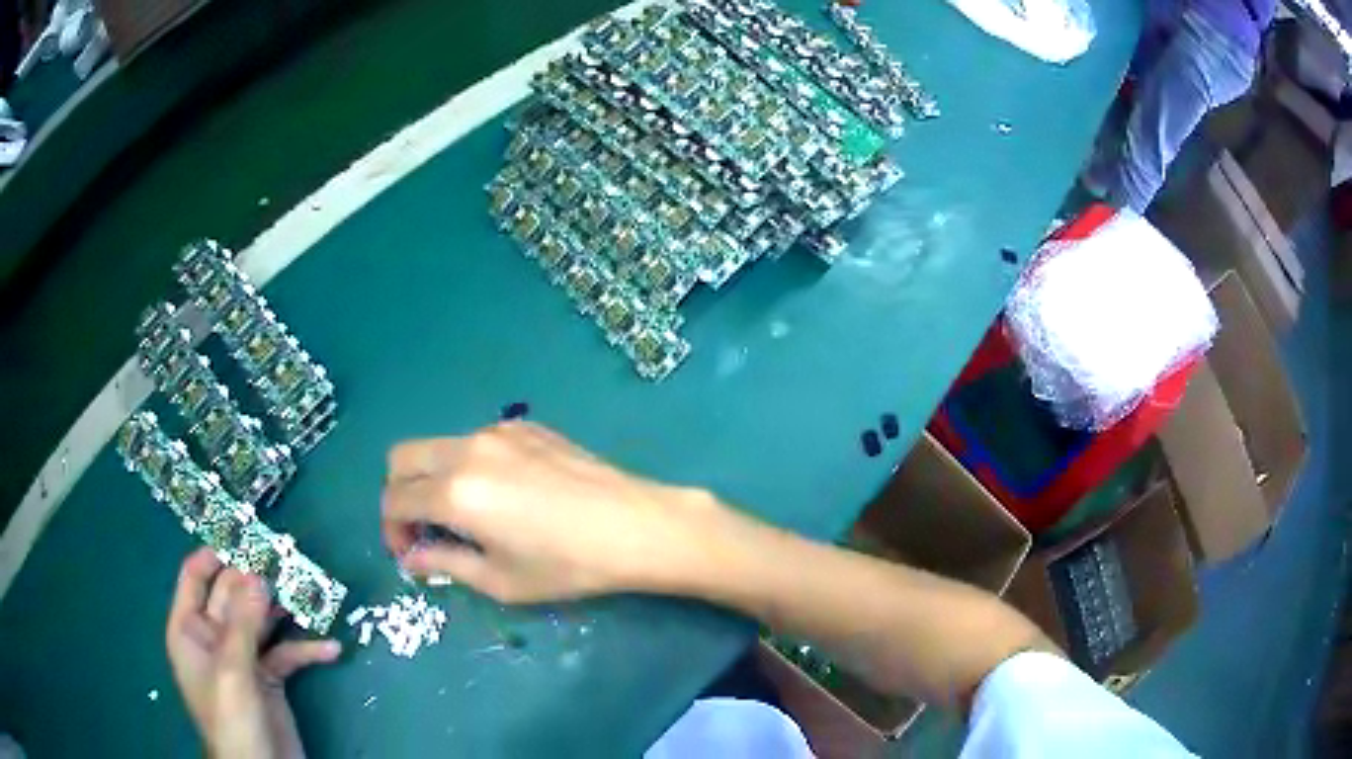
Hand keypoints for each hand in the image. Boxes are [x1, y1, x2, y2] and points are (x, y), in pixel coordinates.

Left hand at [166, 548, 340, 758]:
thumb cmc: (232, 720)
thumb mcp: (233, 671)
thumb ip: (243, 623)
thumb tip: (259, 573)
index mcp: (190, 629)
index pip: (195, 577)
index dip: (215, 553)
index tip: (244, 533)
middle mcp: (213, 638)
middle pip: (233, 595)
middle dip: (258, 579)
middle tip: (289, 560)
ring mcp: (243, 659)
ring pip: (262, 621)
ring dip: (285, 610)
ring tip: (312, 593)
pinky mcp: (270, 679)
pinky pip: (286, 654)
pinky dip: (306, 650)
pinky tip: (330, 649)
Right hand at [382, 421, 743, 602]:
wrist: (636, 526)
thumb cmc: (568, 565)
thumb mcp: (501, 579)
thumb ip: (445, 564)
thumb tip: (411, 559)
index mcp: (456, 491)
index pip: (394, 500)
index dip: (392, 531)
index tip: (410, 555)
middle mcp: (468, 449)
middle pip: (402, 457)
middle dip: (400, 494)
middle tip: (424, 531)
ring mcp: (498, 431)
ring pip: (438, 446)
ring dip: (432, 478)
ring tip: (464, 517)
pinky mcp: (526, 426)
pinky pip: (475, 441)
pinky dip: (466, 465)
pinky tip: (502, 496)